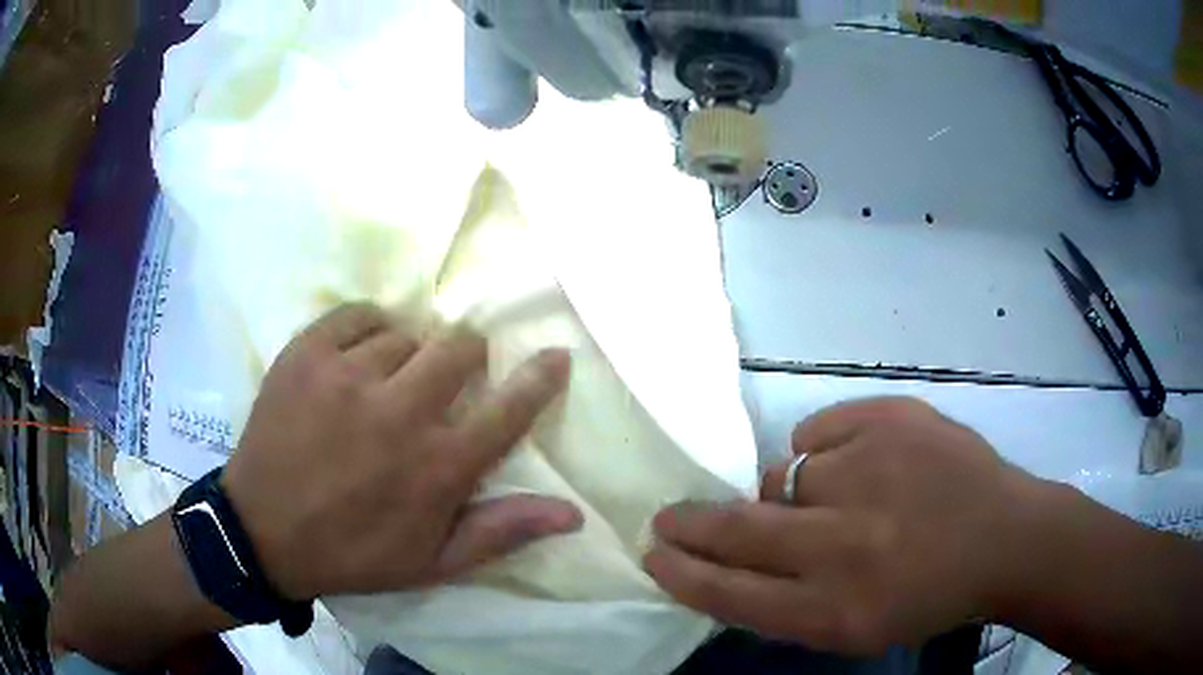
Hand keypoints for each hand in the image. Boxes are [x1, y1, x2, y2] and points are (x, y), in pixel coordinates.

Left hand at [221, 303, 582, 600]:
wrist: (262, 532)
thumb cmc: (353, 552)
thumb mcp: (433, 561)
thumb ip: (502, 532)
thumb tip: (572, 512)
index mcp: (437, 467)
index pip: (509, 409)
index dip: (540, 378)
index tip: (555, 356)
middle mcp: (399, 411)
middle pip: (460, 347)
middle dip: (467, 357)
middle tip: (446, 379)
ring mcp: (347, 375)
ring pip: (405, 334)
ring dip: (407, 356)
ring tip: (384, 385)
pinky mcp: (306, 353)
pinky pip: (358, 315)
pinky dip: (367, 331)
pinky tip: (354, 361)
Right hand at [645, 397, 1046, 653]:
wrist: (1006, 537)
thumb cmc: (929, 596)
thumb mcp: (855, 630)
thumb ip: (787, 605)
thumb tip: (729, 560)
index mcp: (835, 607)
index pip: (730, 591)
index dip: (684, 573)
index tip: (655, 553)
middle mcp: (844, 543)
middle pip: (738, 529)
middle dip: (692, 523)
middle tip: (667, 516)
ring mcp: (871, 470)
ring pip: (782, 473)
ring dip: (790, 491)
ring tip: (841, 498)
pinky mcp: (892, 418)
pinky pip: (819, 430)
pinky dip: (826, 448)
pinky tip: (863, 463)